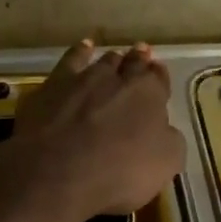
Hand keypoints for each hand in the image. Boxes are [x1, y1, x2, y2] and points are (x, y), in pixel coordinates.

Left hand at [1, 39, 184, 221]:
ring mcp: (83, 79)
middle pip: (132, 63)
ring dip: (112, 59)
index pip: (158, 78)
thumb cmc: (119, 172)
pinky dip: (79, 53)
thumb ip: (169, 140)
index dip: (159, 76)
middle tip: (141, 54)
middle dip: (138, 60)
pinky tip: (83, 48)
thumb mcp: (165, 164)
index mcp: (149, 95)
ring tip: (116, 56)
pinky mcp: (52, 87)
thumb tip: (164, 130)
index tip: (158, 72)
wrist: (56, 173)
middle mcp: (118, 78)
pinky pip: (70, 61)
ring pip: (103, 61)